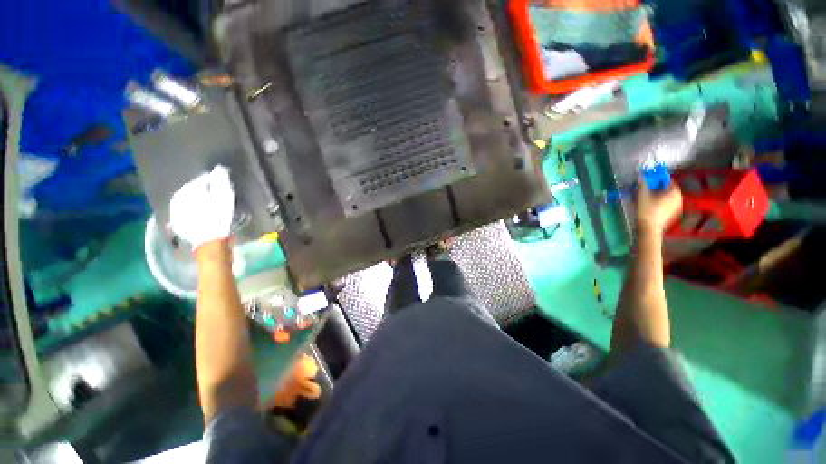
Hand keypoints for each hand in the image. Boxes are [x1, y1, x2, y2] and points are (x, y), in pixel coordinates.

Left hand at [169, 166, 234, 250]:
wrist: (210, 241)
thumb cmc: (219, 216)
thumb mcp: (225, 196)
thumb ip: (221, 180)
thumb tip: (219, 167)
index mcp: (187, 189)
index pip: (201, 179)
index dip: (214, 181)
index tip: (224, 185)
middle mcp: (176, 197)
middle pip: (193, 190)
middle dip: (203, 191)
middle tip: (217, 195)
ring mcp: (174, 212)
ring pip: (187, 201)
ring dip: (197, 201)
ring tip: (209, 205)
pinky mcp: (177, 224)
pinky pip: (185, 213)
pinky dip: (193, 212)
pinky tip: (201, 216)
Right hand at [636, 180, 682, 235]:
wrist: (649, 228)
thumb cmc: (647, 210)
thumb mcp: (642, 195)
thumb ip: (642, 184)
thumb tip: (641, 176)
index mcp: (674, 192)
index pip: (667, 180)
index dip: (657, 178)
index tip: (648, 179)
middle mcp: (679, 198)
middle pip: (667, 189)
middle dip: (656, 187)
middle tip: (645, 188)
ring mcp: (677, 207)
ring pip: (667, 197)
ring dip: (657, 195)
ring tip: (646, 197)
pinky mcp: (672, 214)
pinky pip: (666, 204)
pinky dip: (659, 202)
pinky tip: (650, 205)